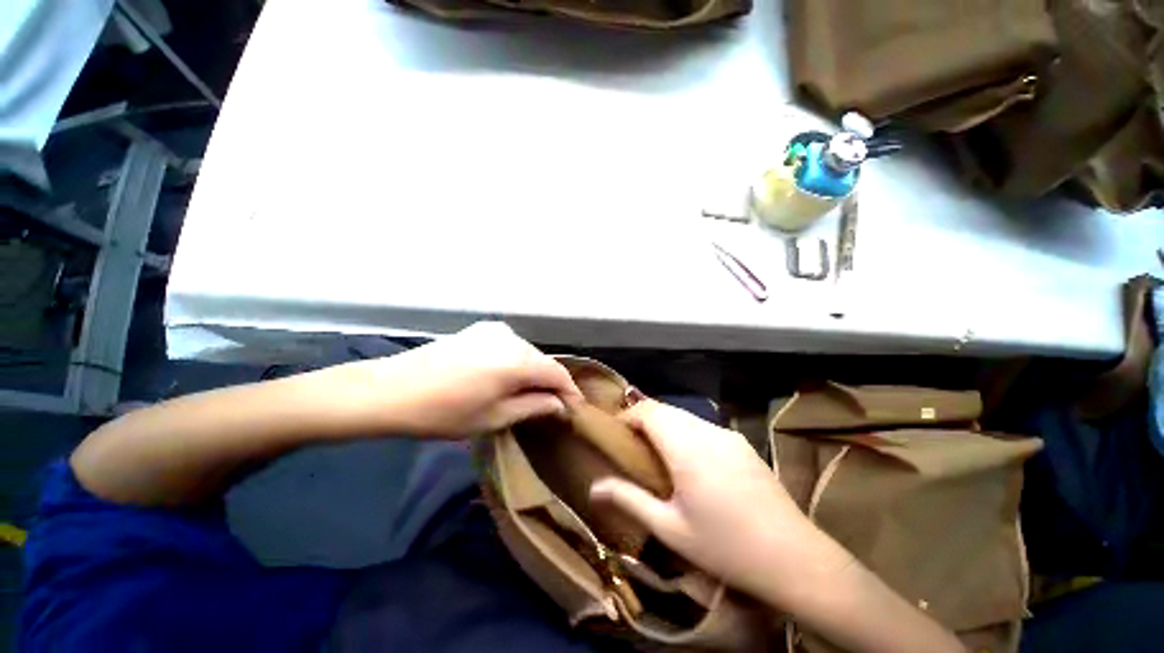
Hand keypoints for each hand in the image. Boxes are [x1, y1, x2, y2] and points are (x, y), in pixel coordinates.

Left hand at [349, 322, 582, 437]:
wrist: (391, 390)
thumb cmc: (445, 412)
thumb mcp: (495, 417)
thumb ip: (535, 406)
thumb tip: (560, 404)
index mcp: (519, 359)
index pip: (558, 373)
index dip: (570, 391)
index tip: (575, 409)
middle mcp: (512, 337)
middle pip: (543, 361)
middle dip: (551, 383)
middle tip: (552, 406)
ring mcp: (494, 330)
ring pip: (527, 353)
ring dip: (533, 372)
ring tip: (530, 394)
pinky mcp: (479, 330)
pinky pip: (510, 346)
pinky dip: (516, 362)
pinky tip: (508, 377)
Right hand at [590, 400, 851, 599]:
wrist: (794, 558)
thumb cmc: (724, 546)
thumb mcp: (669, 528)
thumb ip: (629, 500)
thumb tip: (593, 487)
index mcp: (685, 447)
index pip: (648, 411)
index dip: (627, 416)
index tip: (616, 434)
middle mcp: (706, 431)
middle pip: (665, 409)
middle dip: (644, 419)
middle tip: (632, 445)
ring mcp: (727, 435)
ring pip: (684, 416)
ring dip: (665, 425)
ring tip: (657, 452)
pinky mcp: (741, 443)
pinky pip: (703, 426)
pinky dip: (685, 431)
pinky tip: (690, 461)